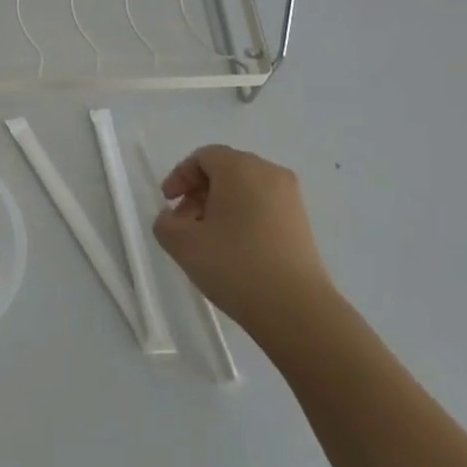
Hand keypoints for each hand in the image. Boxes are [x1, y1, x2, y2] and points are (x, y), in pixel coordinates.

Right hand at [152, 146, 337, 348]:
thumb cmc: (234, 265)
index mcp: (241, 168)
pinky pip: (262, 206)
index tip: (168, 203)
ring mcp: (290, 198)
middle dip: (198, 192)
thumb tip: (175, 218)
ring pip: (244, 189)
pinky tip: (233, 249)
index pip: (203, 157)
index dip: (180, 176)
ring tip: (207, 240)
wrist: (295, 309)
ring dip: (219, 206)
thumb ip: (165, 222)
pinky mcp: (301, 223)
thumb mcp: (182, 243)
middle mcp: (269, 173)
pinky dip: (241, 217)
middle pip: (225, 170)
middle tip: (184, 223)